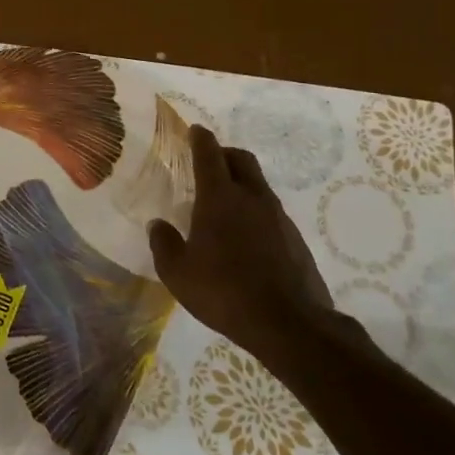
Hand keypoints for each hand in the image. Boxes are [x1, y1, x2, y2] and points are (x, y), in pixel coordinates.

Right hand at [149, 126, 338, 362]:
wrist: (289, 324)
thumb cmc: (223, 291)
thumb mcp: (177, 272)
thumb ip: (163, 243)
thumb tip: (158, 225)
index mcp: (219, 198)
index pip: (209, 154)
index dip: (200, 139)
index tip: (195, 130)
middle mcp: (252, 198)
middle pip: (241, 160)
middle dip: (224, 153)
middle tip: (209, 162)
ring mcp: (278, 218)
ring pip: (258, 185)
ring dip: (241, 183)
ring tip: (223, 204)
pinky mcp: (295, 239)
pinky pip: (270, 212)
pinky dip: (255, 212)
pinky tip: (244, 237)